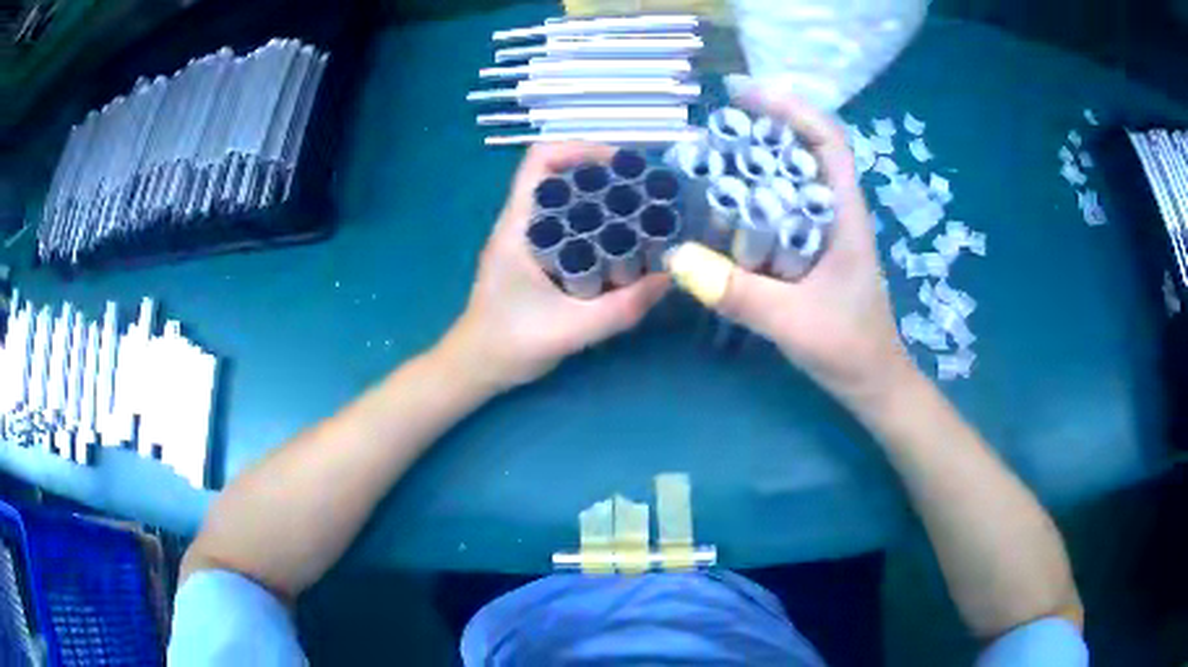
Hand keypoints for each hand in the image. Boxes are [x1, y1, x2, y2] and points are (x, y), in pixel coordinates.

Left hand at [441, 143, 669, 392]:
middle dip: (605, 178)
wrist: (477, 368)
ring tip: (644, 216)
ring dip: (604, 204)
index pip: (540, 162)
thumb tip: (669, 279)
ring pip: (568, 204)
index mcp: (518, 226)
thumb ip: (620, 309)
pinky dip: (599, 230)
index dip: (581, 150)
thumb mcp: (569, 330)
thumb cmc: (508, 344)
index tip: (622, 167)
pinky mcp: (537, 260)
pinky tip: (626, 248)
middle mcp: (522, 224)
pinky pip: (572, 230)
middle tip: (646, 194)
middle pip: (562, 177)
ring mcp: (528, 241)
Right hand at [709, 87, 915, 404]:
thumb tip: (676, 257)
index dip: (790, 109)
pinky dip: (751, 201)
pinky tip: (720, 210)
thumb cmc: (848, 350)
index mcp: (846, 216)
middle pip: (804, 151)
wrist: (872, 383)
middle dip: (763, 130)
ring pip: (790, 181)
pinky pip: (779, 212)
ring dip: (754, 164)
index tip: (744, 96)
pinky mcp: (810, 252)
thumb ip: (739, 293)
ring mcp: (823, 232)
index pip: (827, 142)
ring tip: (708, 161)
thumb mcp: (793, 323)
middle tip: (713, 129)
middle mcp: (835, 213)